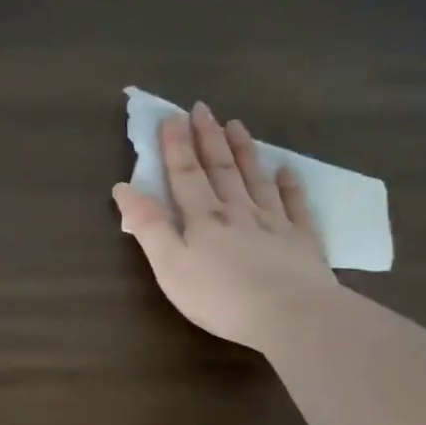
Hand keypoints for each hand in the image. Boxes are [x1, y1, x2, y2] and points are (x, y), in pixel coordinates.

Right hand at [112, 104, 335, 350]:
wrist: (291, 316)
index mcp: (202, 219)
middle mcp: (237, 212)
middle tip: (203, 108)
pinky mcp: (302, 242)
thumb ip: (148, 226)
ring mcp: (273, 224)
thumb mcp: (169, 265)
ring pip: (255, 179)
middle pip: (220, 169)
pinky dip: (290, 186)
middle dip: (208, 138)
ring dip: (244, 151)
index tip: (172, 117)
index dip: (176, 146)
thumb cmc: (219, 296)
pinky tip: (287, 171)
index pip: (185, 174)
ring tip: (237, 125)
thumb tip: (123, 188)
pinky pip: (295, 206)